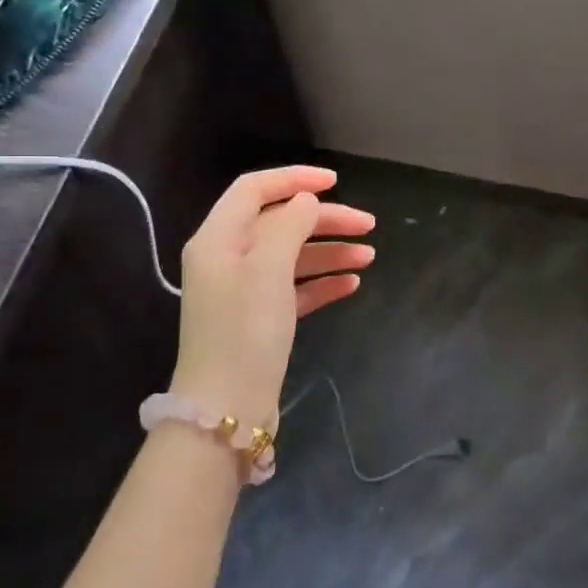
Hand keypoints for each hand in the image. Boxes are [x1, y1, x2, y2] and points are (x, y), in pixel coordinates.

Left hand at [168, 166, 374, 428]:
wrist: (227, 409)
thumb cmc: (245, 330)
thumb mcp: (268, 268)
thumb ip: (289, 225)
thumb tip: (306, 200)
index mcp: (218, 239)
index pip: (254, 189)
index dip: (294, 178)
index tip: (336, 182)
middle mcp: (227, 259)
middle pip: (280, 223)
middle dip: (324, 220)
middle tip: (368, 225)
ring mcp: (243, 292)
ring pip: (291, 257)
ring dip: (329, 251)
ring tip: (369, 256)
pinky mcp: (260, 321)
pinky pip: (295, 289)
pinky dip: (322, 282)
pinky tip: (351, 284)